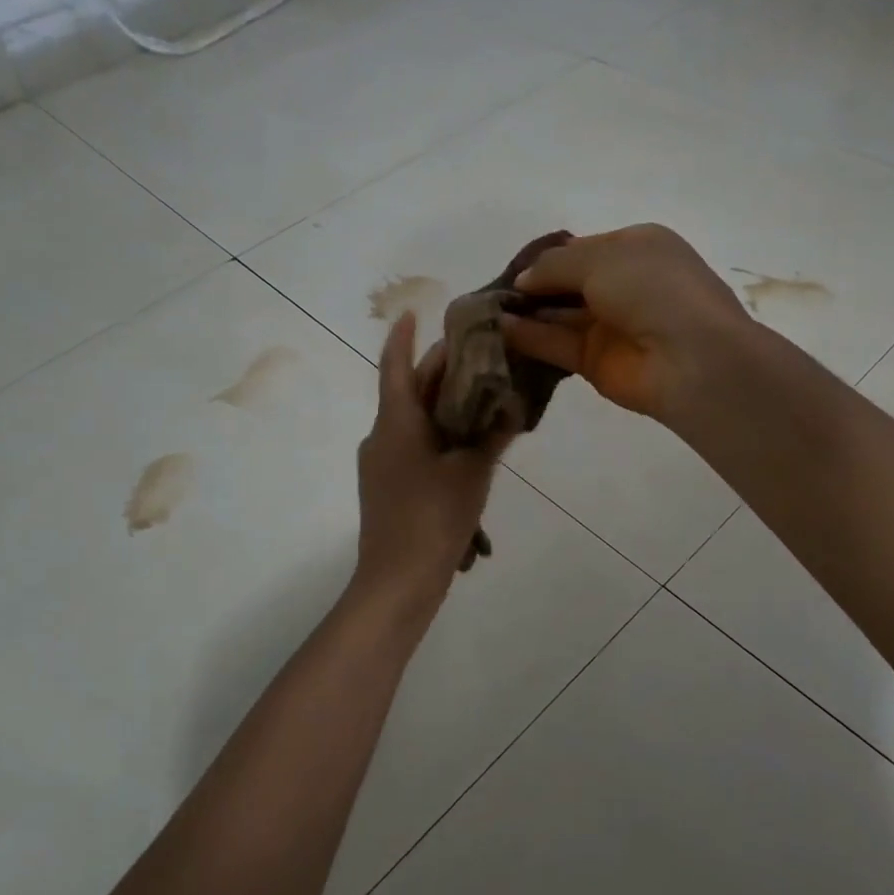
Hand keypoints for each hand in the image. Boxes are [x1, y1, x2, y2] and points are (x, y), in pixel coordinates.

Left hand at [355, 312, 505, 601]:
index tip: (413, 312)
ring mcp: (380, 464)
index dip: (403, 337)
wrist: (397, 582)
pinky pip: (413, 448)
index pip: (396, 367)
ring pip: (413, 422)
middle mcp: (381, 436)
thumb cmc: (433, 518)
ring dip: (442, 407)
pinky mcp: (387, 488)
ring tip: (481, 399)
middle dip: (439, 373)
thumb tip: (512, 407)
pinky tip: (468, 449)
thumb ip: (492, 437)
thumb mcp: (472, 473)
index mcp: (396, 423)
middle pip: (410, 393)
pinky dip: (438, 437)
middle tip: (475, 354)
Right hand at [503, 224, 752, 423]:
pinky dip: (528, 337)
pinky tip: (498, 330)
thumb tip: (523, 280)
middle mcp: (623, 284)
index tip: (513, 265)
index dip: (547, 257)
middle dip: (532, 285)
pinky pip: (556, 344)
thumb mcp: (601, 258)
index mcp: (636, 248)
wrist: (691, 358)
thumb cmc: (652, 289)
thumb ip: (555, 265)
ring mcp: (610, 325)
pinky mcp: (596, 362)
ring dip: (525, 312)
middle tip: (490, 290)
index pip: (582, 248)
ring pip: (558, 315)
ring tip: (483, 310)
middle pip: (567, 282)